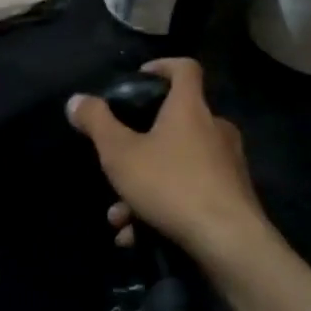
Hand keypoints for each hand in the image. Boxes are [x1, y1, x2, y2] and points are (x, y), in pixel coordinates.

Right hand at [66, 58, 267, 264]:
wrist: (230, 243)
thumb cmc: (171, 184)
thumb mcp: (120, 153)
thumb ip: (97, 123)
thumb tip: (76, 100)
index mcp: (190, 108)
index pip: (185, 68)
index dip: (162, 66)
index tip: (140, 78)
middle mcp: (215, 129)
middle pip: (176, 121)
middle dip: (141, 144)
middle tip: (118, 161)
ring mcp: (228, 165)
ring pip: (179, 164)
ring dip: (146, 185)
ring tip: (120, 215)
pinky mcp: (234, 198)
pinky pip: (191, 193)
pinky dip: (165, 208)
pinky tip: (139, 235)